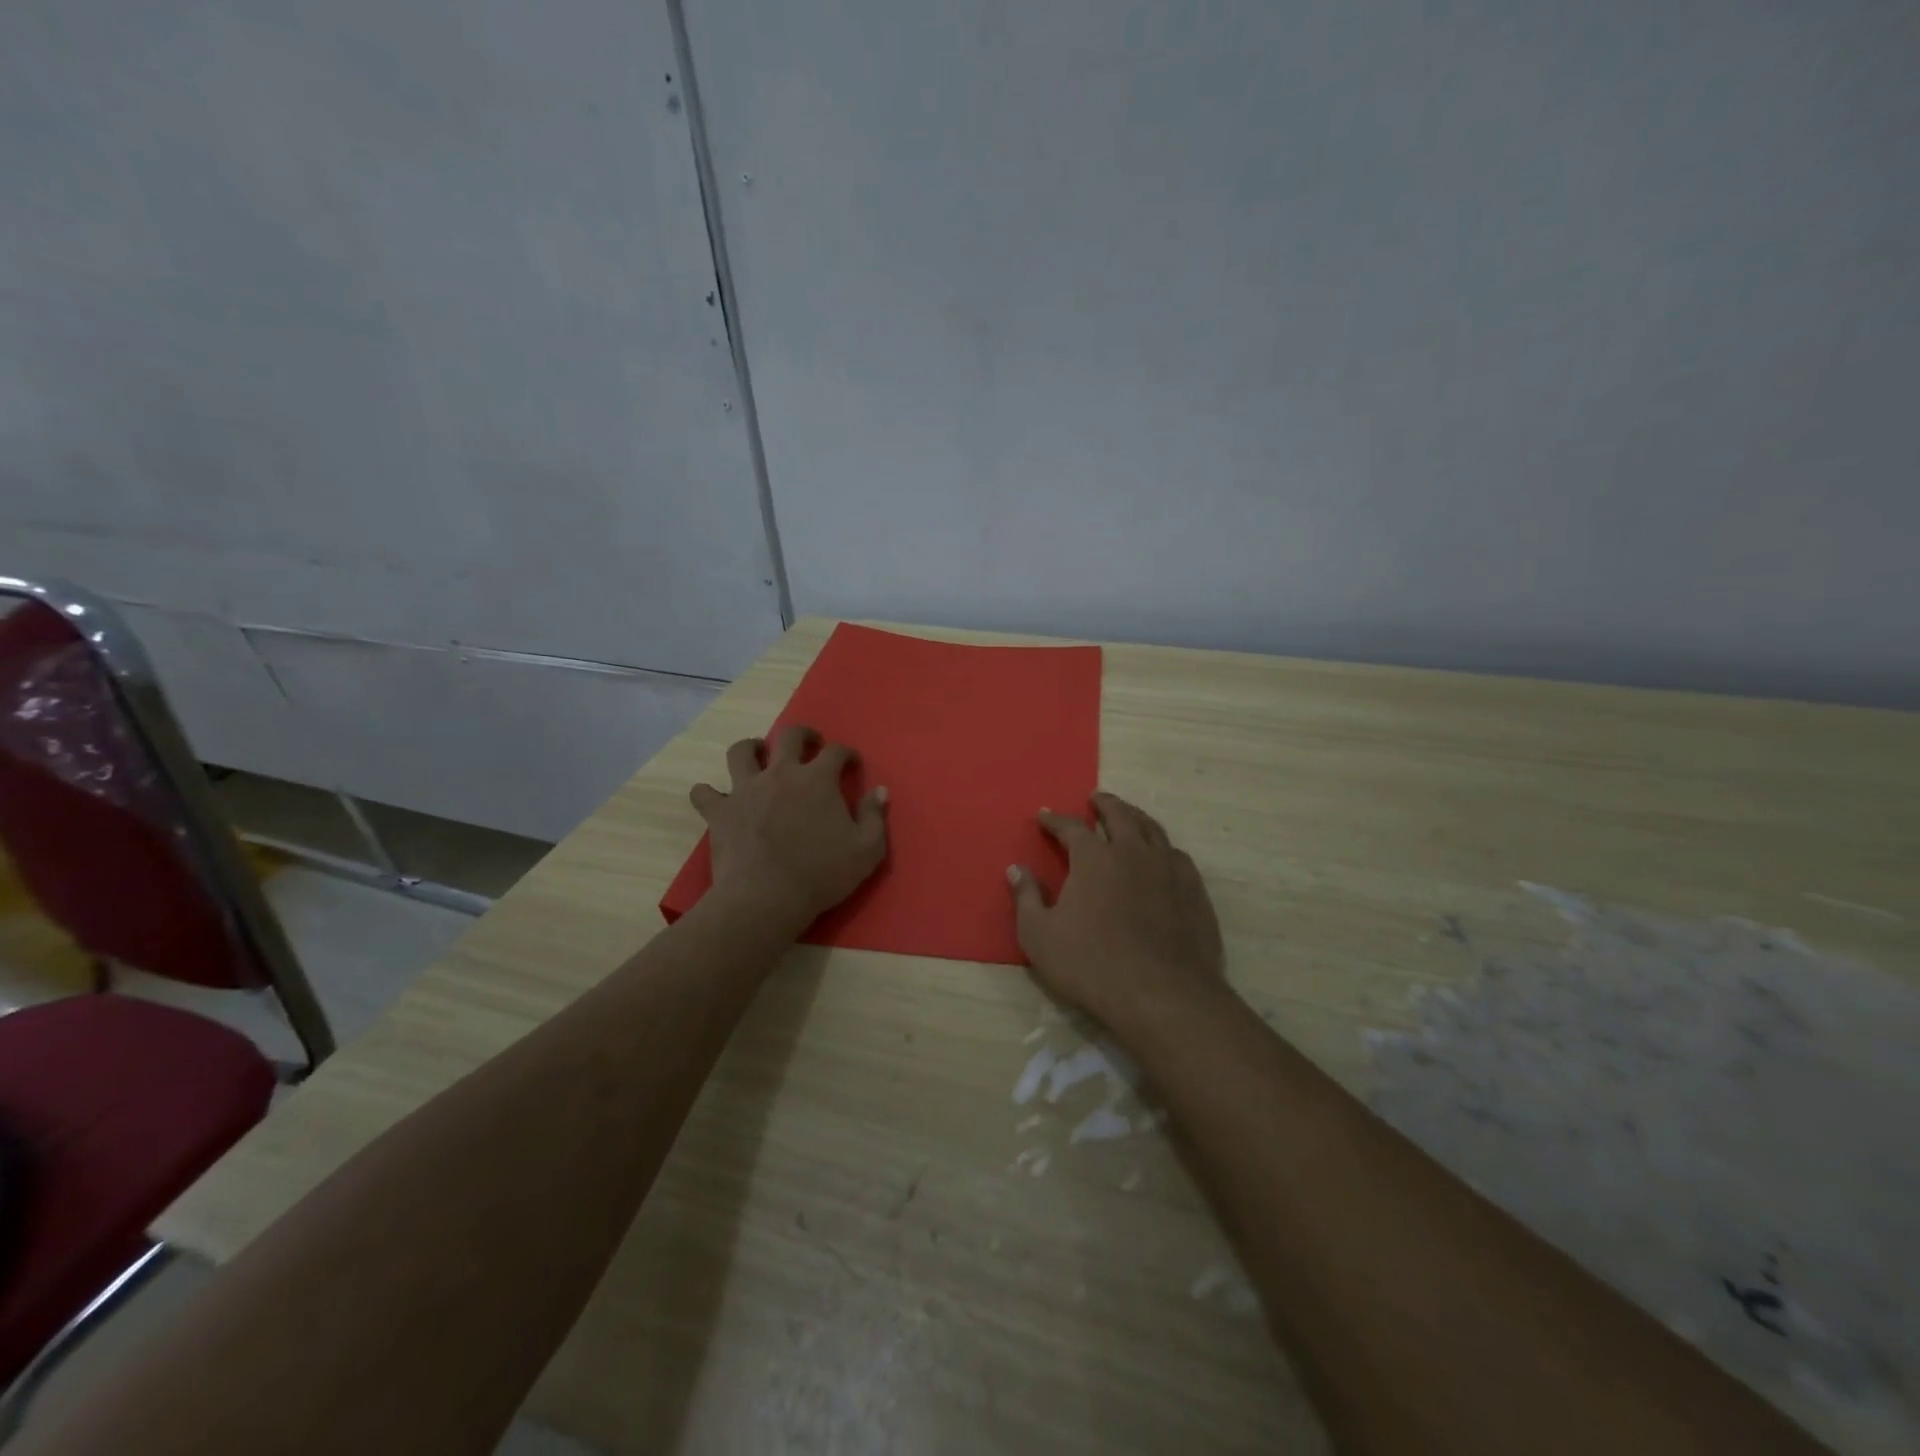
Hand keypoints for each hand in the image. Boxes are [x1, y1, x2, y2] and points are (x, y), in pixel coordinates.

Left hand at [690, 725, 887, 929]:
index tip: (851, 764)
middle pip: (789, 736)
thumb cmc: (821, 874)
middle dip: (803, 735)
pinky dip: (709, 793)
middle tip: (809, 745)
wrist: (766, 898)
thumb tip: (879, 791)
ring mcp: (745, 789)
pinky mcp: (720, 811)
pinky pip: (704, 792)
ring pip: (741, 751)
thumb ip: (875, 816)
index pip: (836, 751)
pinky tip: (716, 798)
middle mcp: (780, 773)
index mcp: (818, 779)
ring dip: (751, 748)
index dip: (846, 754)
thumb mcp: (867, 850)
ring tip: (758, 755)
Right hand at [1008, 792, 1225, 1033]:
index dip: (1055, 820)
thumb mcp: (1040, 936)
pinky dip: (1163, 847)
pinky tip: (1162, 856)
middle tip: (1095, 798)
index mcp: (1094, 858)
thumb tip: (1016, 869)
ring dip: (1136, 817)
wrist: (1163, 994)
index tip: (1044, 815)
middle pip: (1120, 815)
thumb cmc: (1092, 964)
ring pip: (1152, 829)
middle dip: (1104, 803)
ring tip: (1129, 816)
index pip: (1071, 827)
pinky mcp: (1194, 890)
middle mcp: (1133, 851)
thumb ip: (1027, 898)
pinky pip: (1177, 855)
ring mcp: (1168, 868)